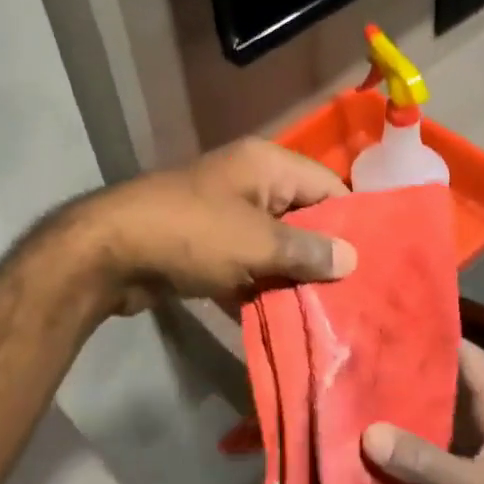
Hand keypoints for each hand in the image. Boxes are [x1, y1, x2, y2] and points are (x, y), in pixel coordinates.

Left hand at [77, 139, 357, 313]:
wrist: (108, 252)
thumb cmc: (192, 235)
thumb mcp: (258, 243)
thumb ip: (308, 251)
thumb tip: (352, 259)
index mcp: (267, 165)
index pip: (329, 186)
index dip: (352, 222)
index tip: (375, 263)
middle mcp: (249, 182)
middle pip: (302, 217)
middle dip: (323, 255)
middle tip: (356, 296)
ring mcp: (224, 214)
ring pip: (273, 245)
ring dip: (291, 277)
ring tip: (328, 313)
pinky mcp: (204, 245)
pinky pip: (245, 263)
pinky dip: (258, 286)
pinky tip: (282, 318)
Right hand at [362, 342, 483, 483]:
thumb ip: (423, 461)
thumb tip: (368, 433)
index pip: (468, 356)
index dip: (436, 337)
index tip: (393, 326)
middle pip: (445, 389)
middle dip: (407, 378)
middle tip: (360, 366)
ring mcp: (480, 457)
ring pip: (435, 425)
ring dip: (404, 419)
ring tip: (358, 405)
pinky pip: (433, 460)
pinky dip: (408, 457)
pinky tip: (375, 458)